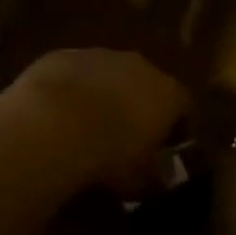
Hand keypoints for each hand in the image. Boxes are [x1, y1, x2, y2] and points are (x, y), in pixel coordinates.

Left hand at [9, 49, 188, 189]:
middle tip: (123, 135)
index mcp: (166, 92)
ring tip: (86, 125)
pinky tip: (57, 113)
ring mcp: (98, 55)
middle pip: (145, 83)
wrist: (52, 124)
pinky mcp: (63, 55)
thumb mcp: (140, 178)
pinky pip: (74, 73)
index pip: (183, 105)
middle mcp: (138, 65)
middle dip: (137, 106)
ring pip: (107, 74)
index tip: (163, 147)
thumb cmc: (108, 155)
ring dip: (103, 93)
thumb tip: (160, 175)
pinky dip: (71, 89)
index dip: (175, 127)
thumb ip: (155, 174)